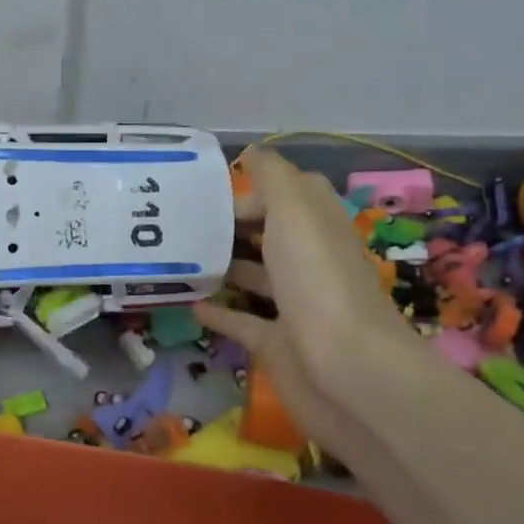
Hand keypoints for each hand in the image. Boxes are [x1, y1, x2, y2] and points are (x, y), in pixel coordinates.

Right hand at [193, 145, 419, 448]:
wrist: (348, 372)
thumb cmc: (319, 281)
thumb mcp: (294, 210)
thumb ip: (272, 177)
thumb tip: (252, 152)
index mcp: (317, 225)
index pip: (283, 195)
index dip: (248, 191)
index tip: (201, 196)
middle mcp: (309, 261)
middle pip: (267, 234)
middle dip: (228, 226)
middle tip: (178, 224)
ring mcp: (294, 305)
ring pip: (253, 275)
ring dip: (220, 265)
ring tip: (176, 257)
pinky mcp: (277, 344)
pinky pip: (240, 321)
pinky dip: (216, 311)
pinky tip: (187, 303)